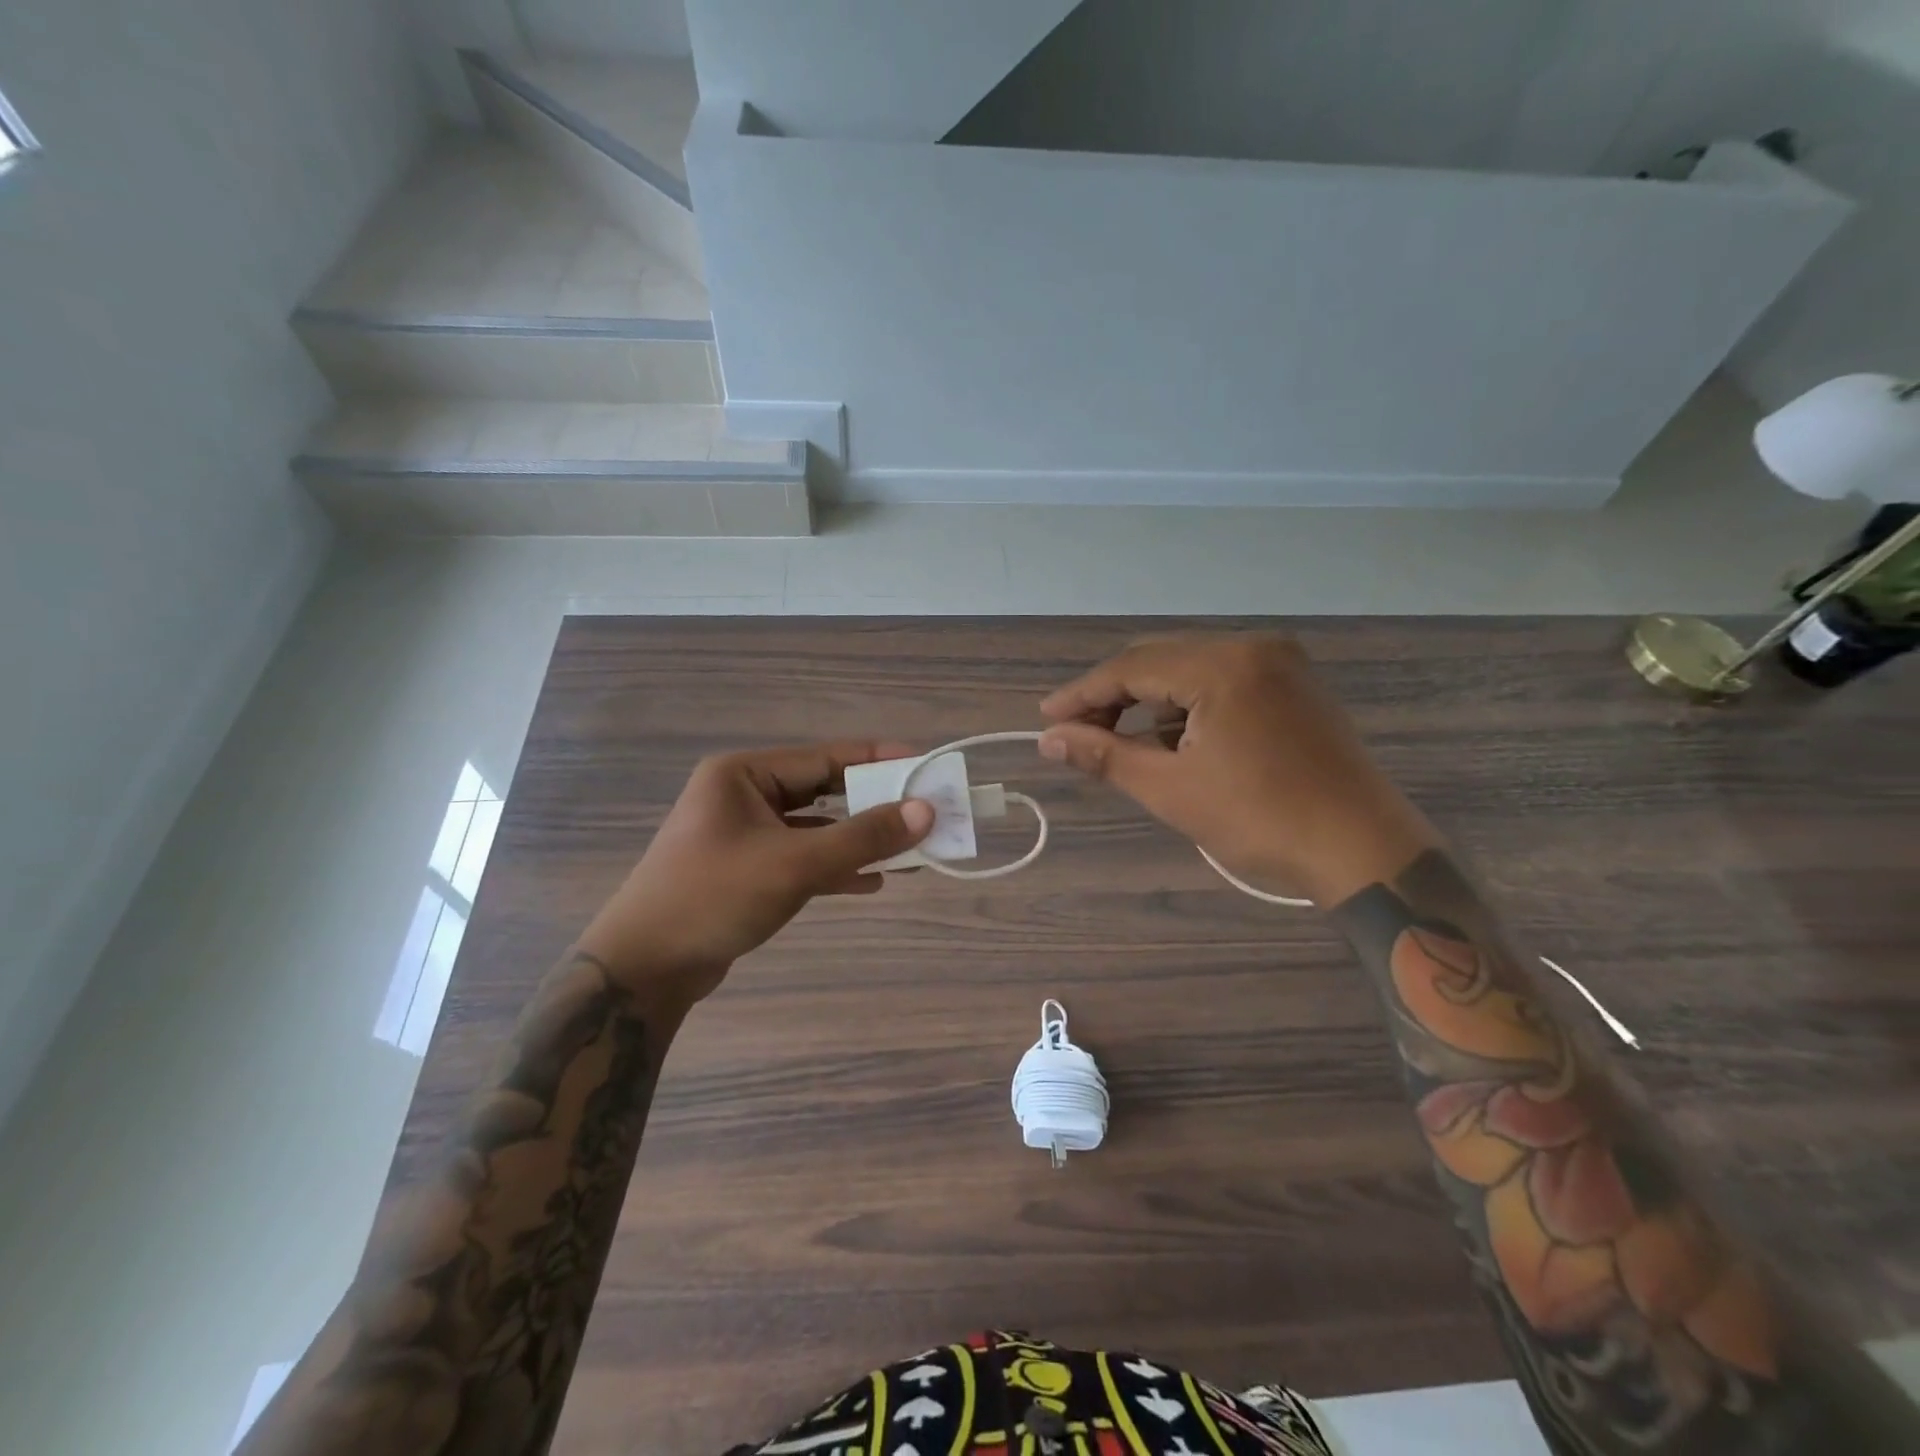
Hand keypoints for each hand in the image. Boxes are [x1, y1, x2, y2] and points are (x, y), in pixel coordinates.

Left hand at [578, 742, 933, 1002]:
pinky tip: (872, 881)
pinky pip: (801, 859)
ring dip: (858, 840)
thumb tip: (925, 811)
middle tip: (924, 811)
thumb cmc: (714, 897)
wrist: (643, 970)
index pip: (825, 757)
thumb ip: (863, 836)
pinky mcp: (747, 871)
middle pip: (823, 791)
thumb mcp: (795, 863)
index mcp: (743, 775)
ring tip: (910, 849)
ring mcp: (743, 835)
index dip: (878, 761)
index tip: (924, 765)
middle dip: (873, 805)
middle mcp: (743, 796)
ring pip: (816, 829)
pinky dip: (835, 867)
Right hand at [1038, 633, 1434, 903]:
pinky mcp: (1294, 683)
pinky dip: (1187, 705)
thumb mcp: (1172, 790)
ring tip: (1119, 741)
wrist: (1365, 851)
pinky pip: (1221, 680)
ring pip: (1190, 668)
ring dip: (1150, 701)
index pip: (1132, 667)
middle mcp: (1252, 646)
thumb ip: (1105, 755)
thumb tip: (1049, 740)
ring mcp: (1280, 662)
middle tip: (1076, 733)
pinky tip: (1171, 738)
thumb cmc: (1262, 821)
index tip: (1046, 718)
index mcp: (1223, 665)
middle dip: (1114, 695)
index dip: (1083, 694)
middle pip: (1159, 659)